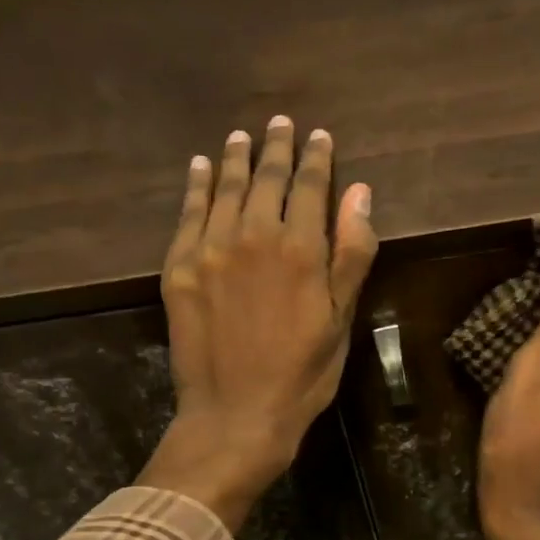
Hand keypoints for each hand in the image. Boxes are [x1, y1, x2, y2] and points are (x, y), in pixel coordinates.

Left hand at [137, 116, 377, 529]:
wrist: (236, 416)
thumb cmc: (302, 375)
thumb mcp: (341, 321)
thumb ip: (351, 254)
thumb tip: (360, 193)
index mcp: (300, 250)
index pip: (310, 187)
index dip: (316, 158)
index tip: (319, 136)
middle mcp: (253, 237)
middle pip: (266, 180)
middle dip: (276, 148)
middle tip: (280, 123)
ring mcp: (210, 251)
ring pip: (225, 189)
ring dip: (236, 159)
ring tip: (242, 136)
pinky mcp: (179, 269)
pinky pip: (188, 215)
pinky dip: (196, 187)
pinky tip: (201, 168)